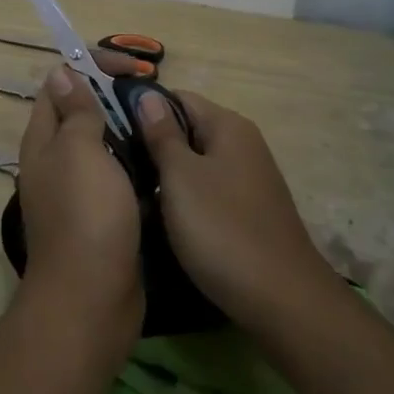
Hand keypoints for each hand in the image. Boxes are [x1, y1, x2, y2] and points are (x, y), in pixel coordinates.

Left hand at [15, 66, 144, 348]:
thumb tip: (61, 73)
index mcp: (44, 140)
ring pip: (102, 146)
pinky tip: (161, 162)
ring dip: (127, 130)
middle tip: (152, 94)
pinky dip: (136, 165)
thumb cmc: (86, 214)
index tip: (131, 68)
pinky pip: (117, 178)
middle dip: (113, 97)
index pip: (59, 84)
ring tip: (161, 123)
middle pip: (81, 114)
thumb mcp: (80, 150)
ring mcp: (78, 191)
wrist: (92, 298)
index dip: (90, 66)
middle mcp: (55, 161)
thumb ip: (75, 112)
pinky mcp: (102, 216)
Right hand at [135, 90, 330, 330]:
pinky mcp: (249, 210)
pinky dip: (186, 198)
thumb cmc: (222, 229)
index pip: (178, 98)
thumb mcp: (180, 177)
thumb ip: (162, 134)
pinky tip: (164, 217)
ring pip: (197, 163)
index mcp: (229, 126)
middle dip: (153, 144)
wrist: (282, 300)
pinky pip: (209, 190)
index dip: (144, 109)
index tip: (112, 128)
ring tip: (132, 190)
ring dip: (167, 174)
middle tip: (116, 163)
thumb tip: (147, 94)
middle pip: (188, 129)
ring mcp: (249, 179)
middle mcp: (243, 145)